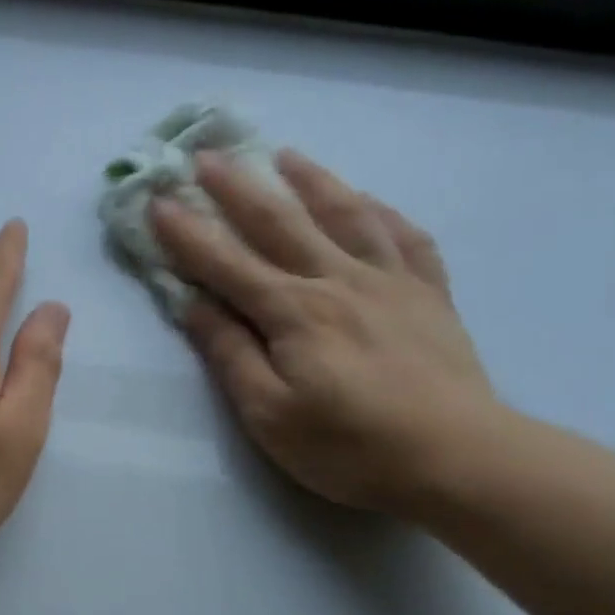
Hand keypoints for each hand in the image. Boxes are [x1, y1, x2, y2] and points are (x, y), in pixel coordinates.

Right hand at [153, 150, 495, 513]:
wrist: (457, 458)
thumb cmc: (349, 447)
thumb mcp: (269, 414)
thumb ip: (231, 354)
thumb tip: (192, 304)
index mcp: (294, 312)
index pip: (227, 263)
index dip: (188, 233)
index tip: (157, 201)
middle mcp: (339, 281)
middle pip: (280, 223)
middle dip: (237, 188)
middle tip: (207, 155)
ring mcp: (391, 282)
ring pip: (346, 215)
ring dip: (311, 181)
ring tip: (286, 156)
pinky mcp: (430, 295)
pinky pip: (407, 238)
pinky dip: (383, 213)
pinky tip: (370, 202)